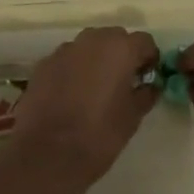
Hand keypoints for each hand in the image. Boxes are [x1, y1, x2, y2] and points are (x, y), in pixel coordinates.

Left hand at [0, 26, 158, 193]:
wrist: (46, 155)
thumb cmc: (99, 135)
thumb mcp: (132, 118)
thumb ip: (145, 94)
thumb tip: (149, 86)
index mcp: (120, 49)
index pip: (144, 41)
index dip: (148, 59)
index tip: (146, 78)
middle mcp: (93, 40)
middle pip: (115, 38)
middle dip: (122, 55)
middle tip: (122, 82)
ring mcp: (65, 50)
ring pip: (89, 46)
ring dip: (96, 60)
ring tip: (95, 89)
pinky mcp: (44, 64)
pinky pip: (67, 59)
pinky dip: (74, 70)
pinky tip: (71, 95)